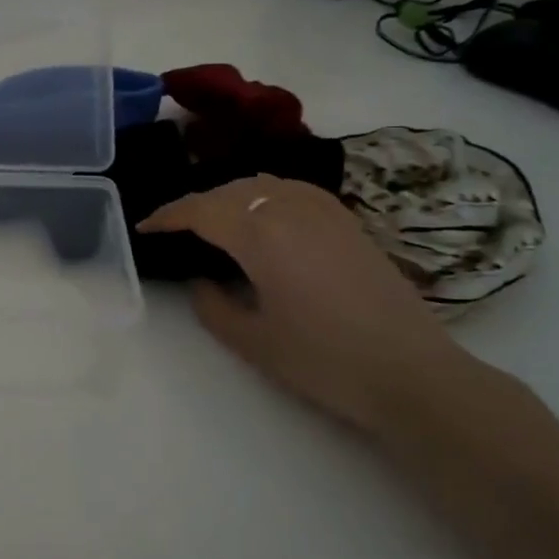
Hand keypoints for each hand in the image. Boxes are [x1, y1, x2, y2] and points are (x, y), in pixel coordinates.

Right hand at [138, 176, 467, 435]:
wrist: (413, 374)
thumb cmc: (325, 361)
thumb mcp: (253, 341)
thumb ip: (212, 305)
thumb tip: (200, 281)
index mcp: (261, 236)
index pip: (201, 211)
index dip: (167, 216)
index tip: (145, 228)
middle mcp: (290, 210)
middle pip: (230, 191)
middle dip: (195, 205)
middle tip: (174, 228)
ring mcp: (324, 212)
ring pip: (263, 184)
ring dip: (230, 196)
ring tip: (213, 219)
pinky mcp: (348, 222)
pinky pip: (293, 189)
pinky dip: (265, 193)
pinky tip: (264, 214)